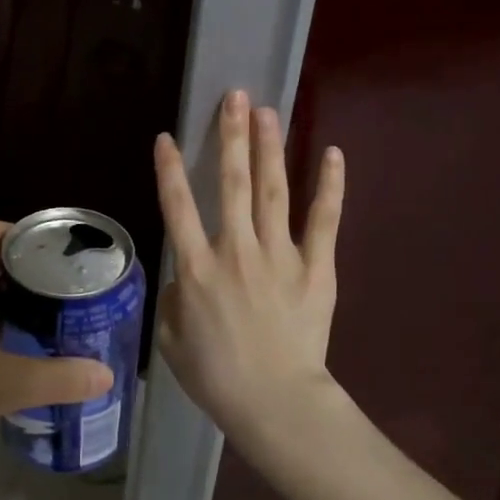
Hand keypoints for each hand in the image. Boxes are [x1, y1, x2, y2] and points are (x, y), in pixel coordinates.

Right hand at [153, 89, 344, 443]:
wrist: (276, 402)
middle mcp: (236, 251)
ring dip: (269, 148)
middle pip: (231, 183)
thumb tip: (185, 276)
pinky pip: (325, 221)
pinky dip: (330, 186)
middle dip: (232, 137)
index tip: (167, 137)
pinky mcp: (317, 268)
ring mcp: (280, 256)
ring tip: (267, 110)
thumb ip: (174, 299)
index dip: (170, 170)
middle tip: (235, 98)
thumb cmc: (216, 376)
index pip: (178, 207)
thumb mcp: (171, 340)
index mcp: (197, 269)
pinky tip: (332, 153)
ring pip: (272, 191)